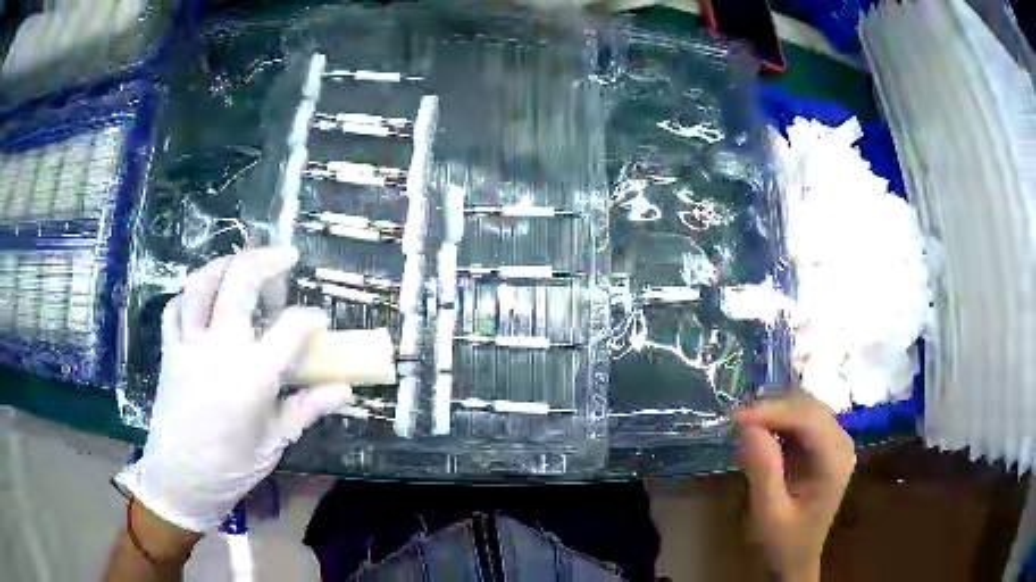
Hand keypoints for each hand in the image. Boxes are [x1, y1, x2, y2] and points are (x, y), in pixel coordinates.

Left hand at [115, 247, 352, 532]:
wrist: (181, 480)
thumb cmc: (232, 467)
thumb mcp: (275, 442)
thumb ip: (307, 408)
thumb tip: (344, 389)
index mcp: (252, 375)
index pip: (290, 328)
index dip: (310, 319)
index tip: (319, 321)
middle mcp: (220, 348)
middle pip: (241, 282)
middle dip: (268, 261)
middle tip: (285, 256)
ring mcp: (189, 344)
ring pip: (202, 283)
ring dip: (225, 265)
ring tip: (241, 264)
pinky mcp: (170, 350)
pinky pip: (176, 308)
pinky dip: (189, 295)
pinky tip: (202, 301)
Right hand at [733, 391, 854, 581]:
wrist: (798, 558)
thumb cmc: (784, 541)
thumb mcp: (769, 512)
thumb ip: (762, 469)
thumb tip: (746, 425)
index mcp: (835, 461)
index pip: (809, 419)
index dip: (773, 411)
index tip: (736, 418)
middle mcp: (841, 443)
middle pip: (809, 407)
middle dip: (773, 409)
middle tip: (737, 423)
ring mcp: (835, 442)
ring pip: (805, 407)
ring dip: (775, 412)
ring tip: (745, 428)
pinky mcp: (824, 444)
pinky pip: (802, 419)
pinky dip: (779, 421)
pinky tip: (761, 434)